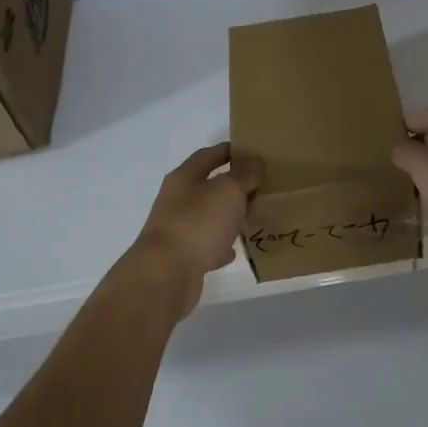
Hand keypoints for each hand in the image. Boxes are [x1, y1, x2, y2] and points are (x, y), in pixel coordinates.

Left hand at [129, 143, 262, 316]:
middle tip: (261, 187)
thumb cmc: (198, 223)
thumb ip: (245, 174)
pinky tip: (235, 250)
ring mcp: (178, 228)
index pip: (209, 154)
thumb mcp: (229, 190)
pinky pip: (206, 245)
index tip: (254, 152)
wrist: (165, 276)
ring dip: (229, 215)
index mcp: (185, 177)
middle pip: (209, 185)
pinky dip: (221, 245)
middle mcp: (178, 199)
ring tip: (253, 216)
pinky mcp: (181, 256)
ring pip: (209, 216)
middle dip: (234, 185)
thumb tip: (254, 162)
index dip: (231, 151)